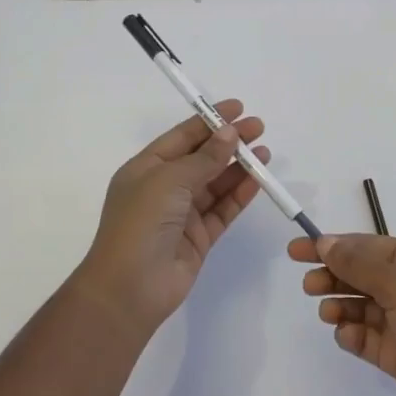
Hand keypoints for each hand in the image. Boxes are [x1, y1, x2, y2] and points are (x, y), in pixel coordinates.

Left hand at [77, 103, 268, 331]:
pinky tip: (257, 180)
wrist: (130, 288)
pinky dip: (240, 194)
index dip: (209, 121)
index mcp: (146, 169)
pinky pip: (223, 209)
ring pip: (216, 183)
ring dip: (239, 167)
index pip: (182, 137)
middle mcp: (164, 188)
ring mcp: (182, 214)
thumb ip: (204, 158)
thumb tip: (230, 134)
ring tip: (265, 153)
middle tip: (259, 129)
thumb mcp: (169, 180)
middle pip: (202, 158)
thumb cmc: (140, 223)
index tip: (238, 108)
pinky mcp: (199, 237)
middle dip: (230, 142)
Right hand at [287, 234, 395, 395]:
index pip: (366, 246)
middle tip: (308, 286)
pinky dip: (352, 336)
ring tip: (327, 314)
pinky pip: (366, 338)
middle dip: (333, 277)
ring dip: (340, 306)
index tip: (297, 250)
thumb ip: (359, 263)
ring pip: (360, 306)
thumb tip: (326, 242)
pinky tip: (347, 337)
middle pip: (360, 275)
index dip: (332, 246)